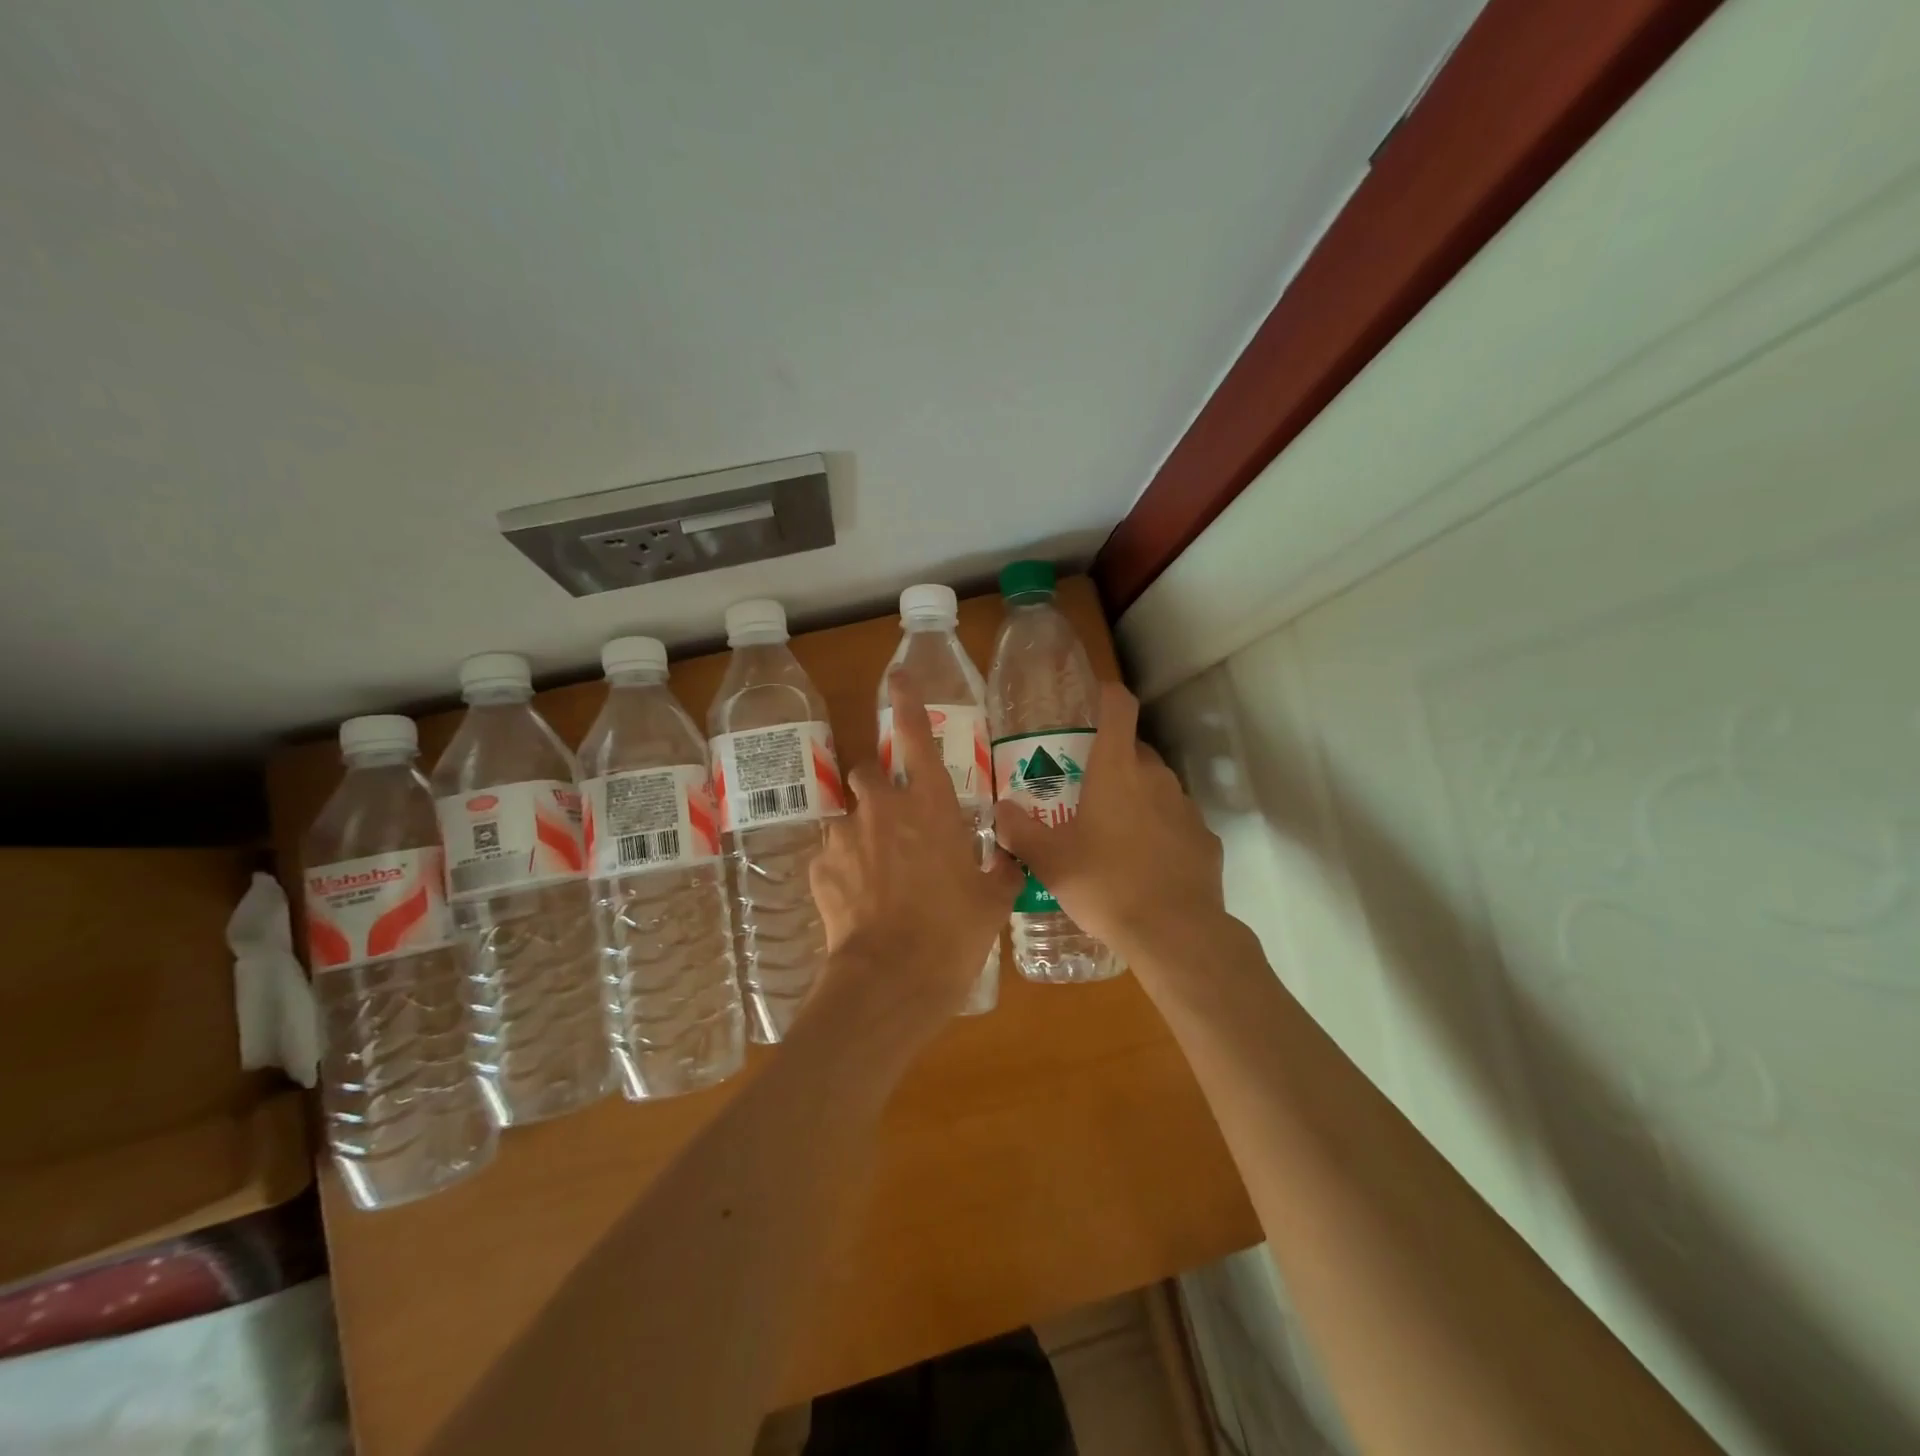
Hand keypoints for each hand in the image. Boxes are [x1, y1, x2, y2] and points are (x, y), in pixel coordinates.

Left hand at [809, 675, 1022, 1040]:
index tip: (897, 679)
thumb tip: (1008, 859)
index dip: (906, 704)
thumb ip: (1002, 869)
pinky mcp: (821, 868)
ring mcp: (847, 836)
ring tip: (876, 868)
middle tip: (895, 819)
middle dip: (878, 787)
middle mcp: (884, 808)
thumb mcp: (993, 900)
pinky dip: (844, 867)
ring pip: (847, 814)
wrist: (893, 979)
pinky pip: (831, 855)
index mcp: (931, 806)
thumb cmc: (953, 932)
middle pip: (868, 772)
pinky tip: (858, 898)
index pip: (915, 737)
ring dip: (861, 829)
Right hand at [993, 683, 1226, 973]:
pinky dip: (1161, 832)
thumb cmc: (1105, 884)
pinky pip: (1177, 824)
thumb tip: (1002, 812)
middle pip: (1135, 750)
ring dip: (1137, 797)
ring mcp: (1186, 808)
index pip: (1119, 708)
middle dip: (1112, 760)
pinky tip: (1146, 864)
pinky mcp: (1206, 840)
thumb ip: (1021, 831)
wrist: (1174, 933)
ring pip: (1157, 787)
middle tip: (1086, 788)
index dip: (1107, 695)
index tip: (1093, 700)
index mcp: (1116, 770)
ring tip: (1113, 832)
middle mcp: (1156, 778)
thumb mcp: (1050, 861)